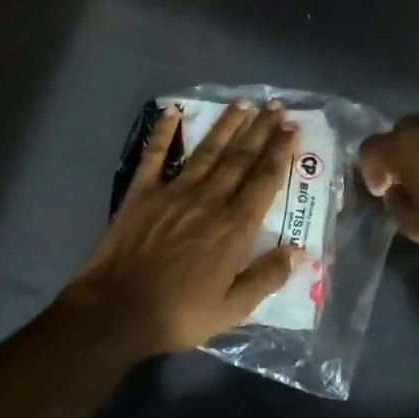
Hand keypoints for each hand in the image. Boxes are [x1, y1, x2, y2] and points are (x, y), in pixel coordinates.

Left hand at [62, 101, 301, 354]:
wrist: (118, 310)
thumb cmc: (179, 314)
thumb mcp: (233, 309)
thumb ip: (267, 277)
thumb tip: (299, 251)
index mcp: (234, 228)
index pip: (265, 180)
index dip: (280, 152)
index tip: (292, 128)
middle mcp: (209, 200)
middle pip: (240, 158)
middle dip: (261, 130)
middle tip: (276, 106)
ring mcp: (173, 192)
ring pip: (207, 150)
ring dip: (226, 124)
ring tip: (243, 103)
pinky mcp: (142, 192)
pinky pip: (155, 155)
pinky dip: (163, 131)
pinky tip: (173, 111)